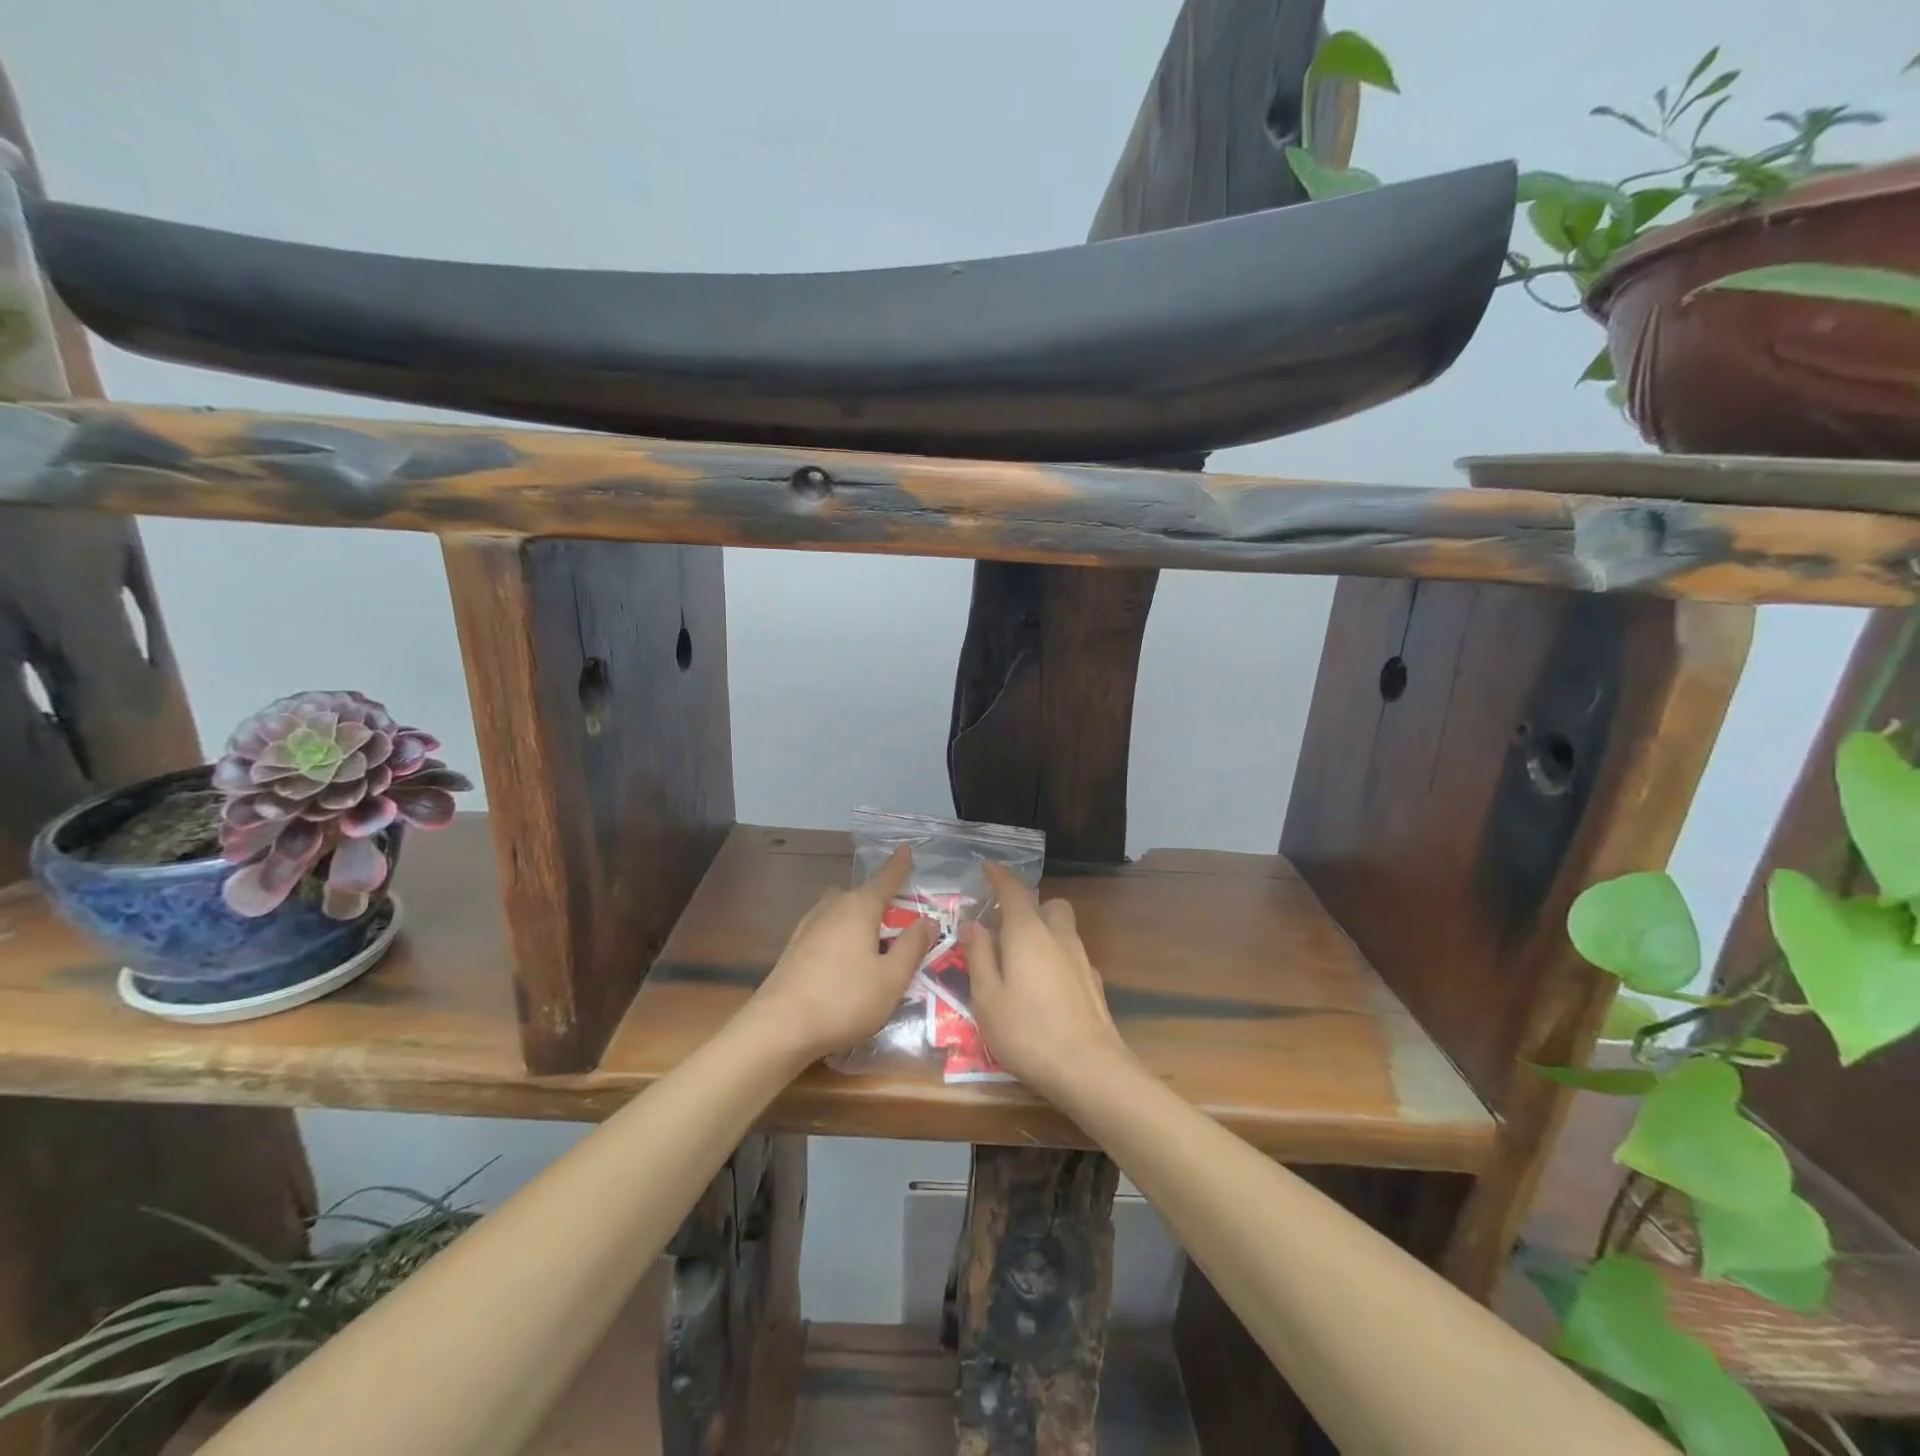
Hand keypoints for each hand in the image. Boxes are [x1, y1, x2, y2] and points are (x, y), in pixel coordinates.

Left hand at [746, 847, 934, 1063]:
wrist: (778, 1028)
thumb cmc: (844, 1000)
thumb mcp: (892, 978)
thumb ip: (912, 947)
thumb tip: (928, 920)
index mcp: (859, 908)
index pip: (885, 879)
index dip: (899, 865)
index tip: (905, 848)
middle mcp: (832, 908)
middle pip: (860, 894)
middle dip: (879, 900)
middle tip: (899, 917)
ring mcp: (808, 927)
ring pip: (840, 911)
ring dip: (857, 918)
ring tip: (874, 941)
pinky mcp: (794, 949)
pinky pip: (826, 930)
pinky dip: (841, 935)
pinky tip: (845, 960)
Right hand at [963, 862, 1132, 1100]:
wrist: (1089, 1069)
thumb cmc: (1027, 1032)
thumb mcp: (987, 997)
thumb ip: (979, 955)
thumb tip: (972, 923)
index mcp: (1027, 933)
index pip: (1013, 891)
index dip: (999, 876)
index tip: (987, 867)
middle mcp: (1058, 936)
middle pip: (1048, 905)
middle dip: (1029, 906)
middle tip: (1006, 927)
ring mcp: (1081, 959)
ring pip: (1064, 929)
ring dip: (1044, 931)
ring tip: (1022, 959)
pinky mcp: (1094, 984)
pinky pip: (1072, 955)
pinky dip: (1057, 958)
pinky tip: (1046, 987)